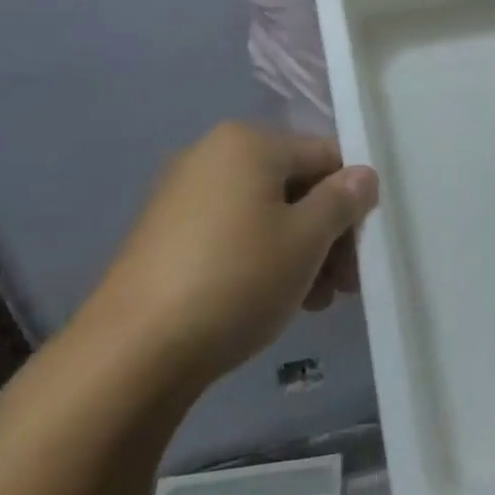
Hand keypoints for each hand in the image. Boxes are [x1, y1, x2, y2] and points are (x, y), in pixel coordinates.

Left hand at [84, 122, 378, 390]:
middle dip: (325, 233)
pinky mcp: (162, 234)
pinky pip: (230, 232)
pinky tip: (270, 300)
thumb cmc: (236, 280)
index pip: (326, 156)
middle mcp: (212, 155)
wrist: (131, 353)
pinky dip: (258, 258)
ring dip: (297, 251)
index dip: (352, 201)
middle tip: (341, 286)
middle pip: (294, 185)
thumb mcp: (306, 240)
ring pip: (263, 213)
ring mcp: (182, 194)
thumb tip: (363, 176)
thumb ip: (342, 201)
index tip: (360, 253)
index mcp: (249, 142)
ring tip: (311, 302)